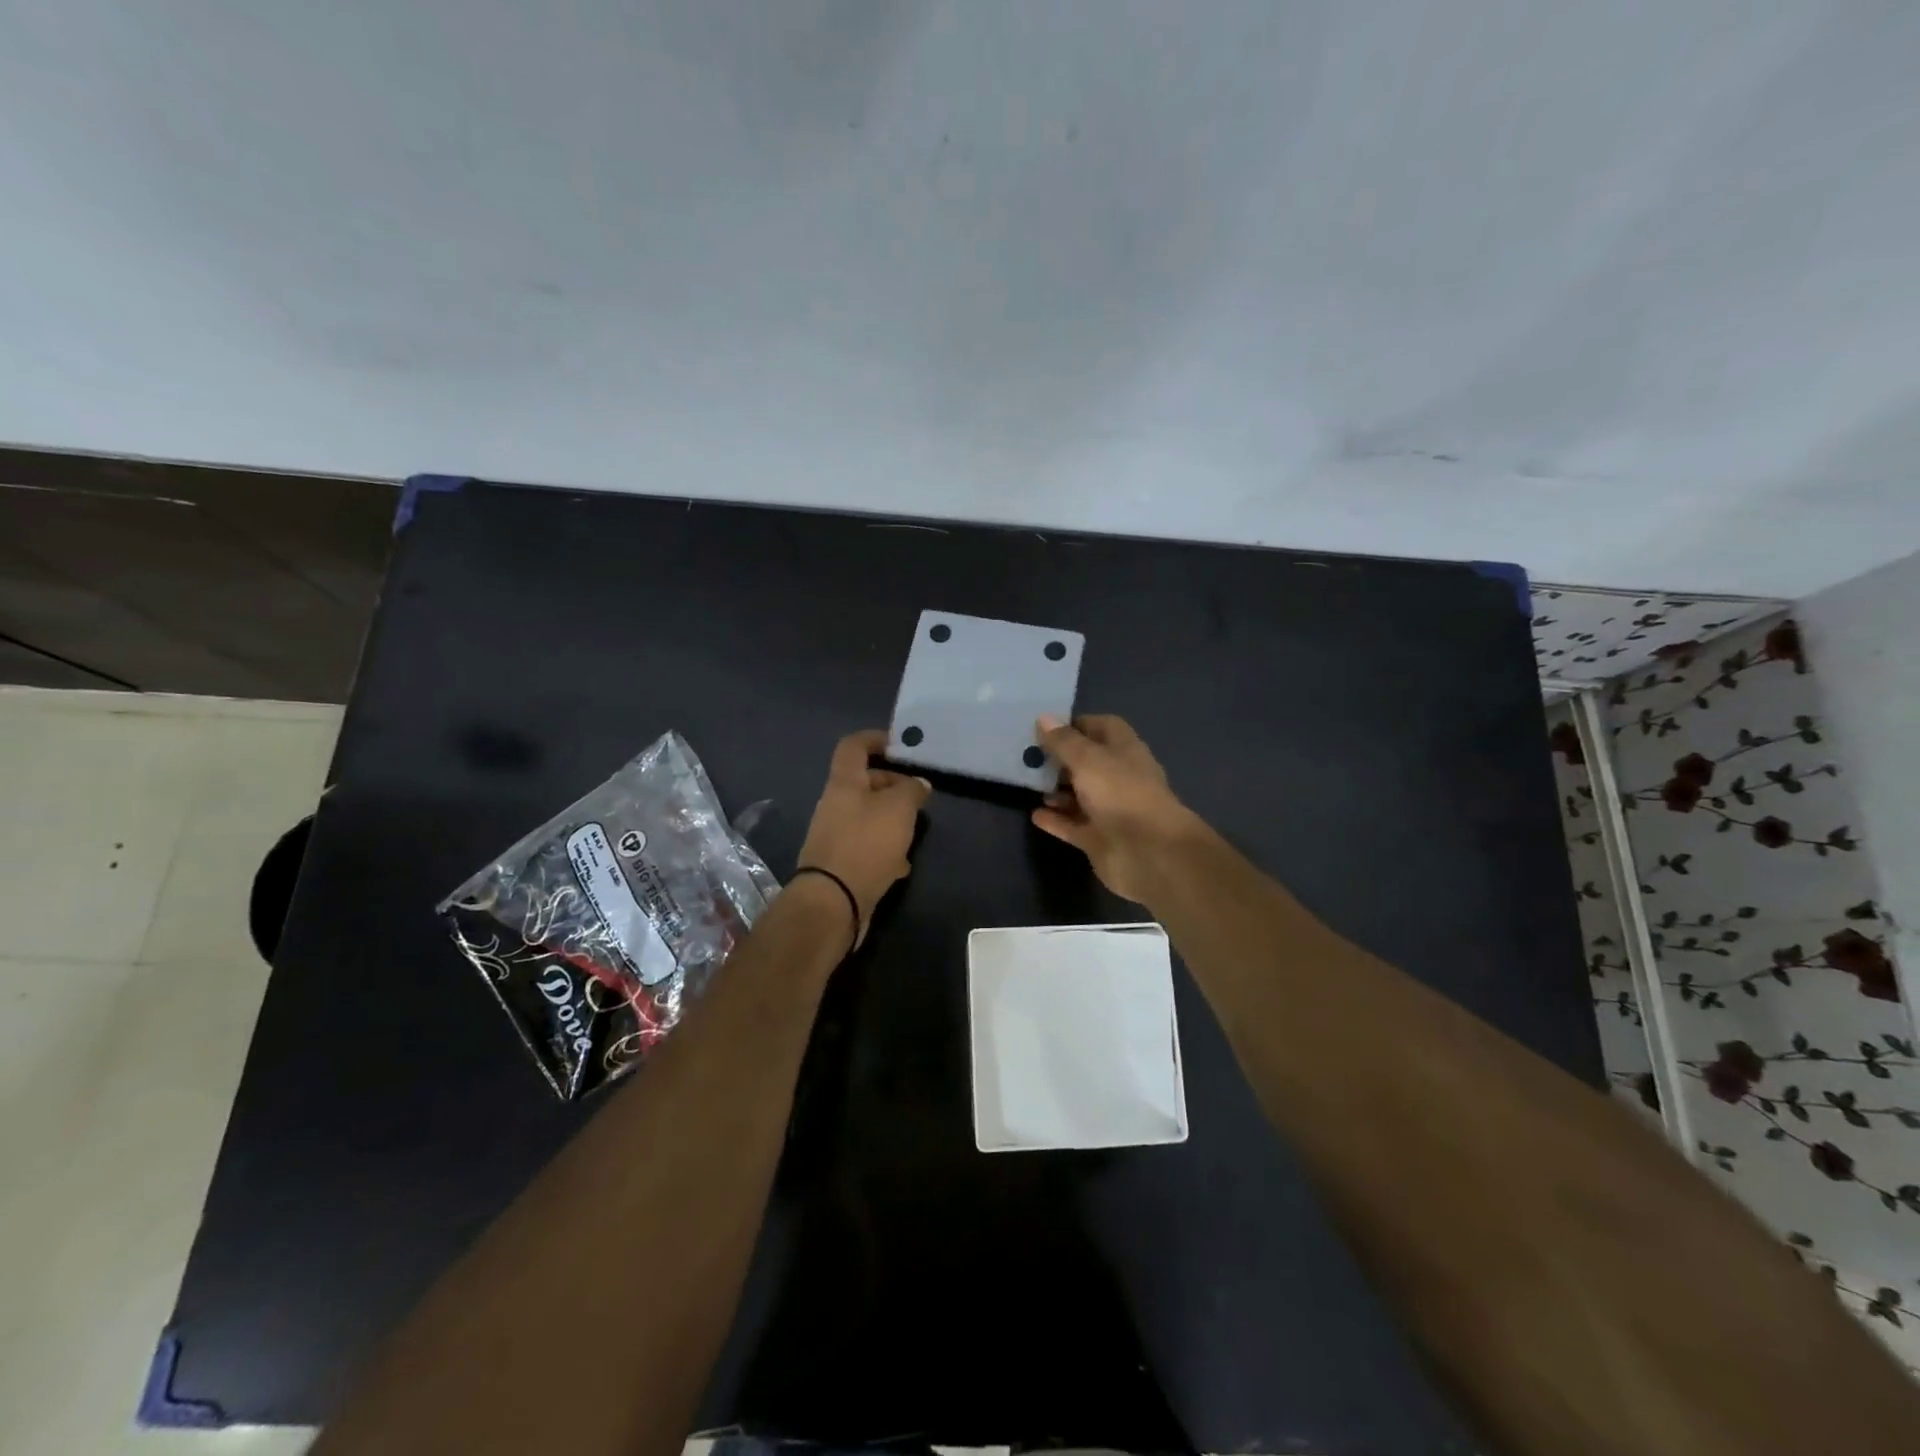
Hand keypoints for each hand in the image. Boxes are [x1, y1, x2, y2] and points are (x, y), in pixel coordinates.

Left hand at [795, 729, 930, 946]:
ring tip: (915, 829)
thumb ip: (911, 790)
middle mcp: (835, 805)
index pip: (853, 746)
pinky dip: (885, 850)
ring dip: (892, 819)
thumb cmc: (866, 844)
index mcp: (844, 783)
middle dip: (892, 785)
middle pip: (864, 783)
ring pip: (868, 816)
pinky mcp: (841, 864)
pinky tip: (901, 864)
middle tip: (918, 795)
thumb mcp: (898, 809)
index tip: (899, 744)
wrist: (833, 902)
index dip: (875, 738)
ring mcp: (836, 835)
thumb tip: (918, 784)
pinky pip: (867, 846)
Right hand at [1031, 714, 1201, 904]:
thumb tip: (1044, 717)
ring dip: (1057, 791)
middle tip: (1028, 756)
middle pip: (1087, 762)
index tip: (1046, 727)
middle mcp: (1118, 778)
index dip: (1076, 725)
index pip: (1102, 727)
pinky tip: (1035, 814)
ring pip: (1079, 796)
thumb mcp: (1088, 760)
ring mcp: (1109, 810)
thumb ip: (1064, 742)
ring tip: (1029, 785)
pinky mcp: (1099, 839)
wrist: (1149, 853)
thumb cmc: (1121, 794)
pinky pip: (1073, 825)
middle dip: (1060, 759)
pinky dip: (1056, 820)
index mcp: (1124, 751)